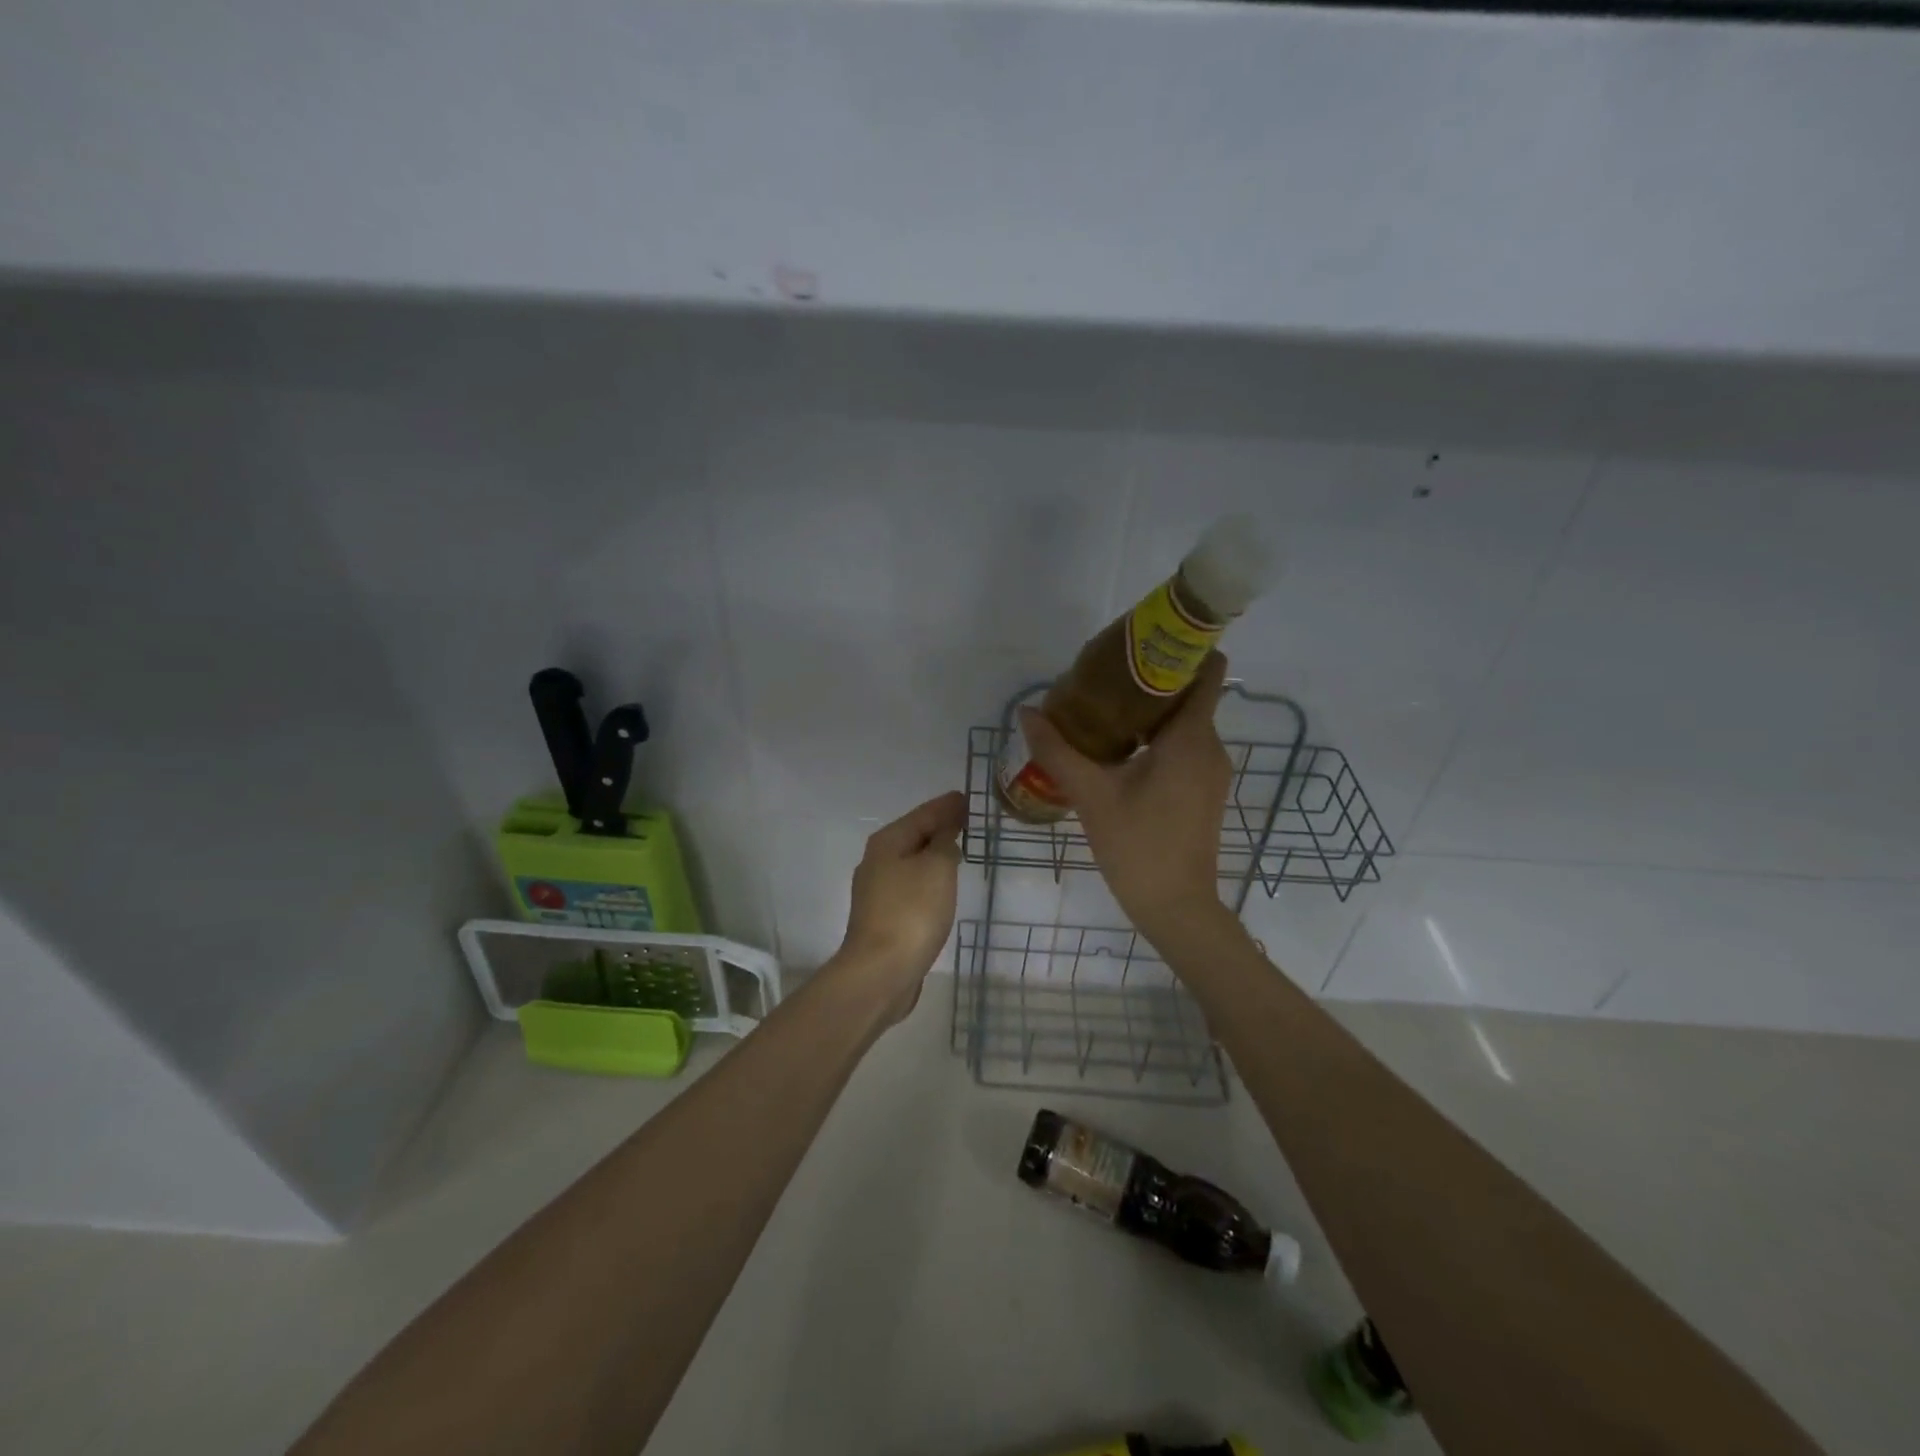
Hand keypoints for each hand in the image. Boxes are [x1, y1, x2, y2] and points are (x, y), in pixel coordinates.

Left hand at [829, 790, 966, 1023]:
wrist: (880, 972)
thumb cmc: (912, 912)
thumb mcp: (937, 868)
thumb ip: (945, 843)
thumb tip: (945, 832)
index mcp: (888, 842)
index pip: (923, 814)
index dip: (946, 806)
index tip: (966, 798)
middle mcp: (877, 862)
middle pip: (914, 836)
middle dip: (939, 827)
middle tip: (967, 821)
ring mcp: (877, 892)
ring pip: (912, 862)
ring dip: (934, 854)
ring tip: (958, 850)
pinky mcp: (883, 917)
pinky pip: (912, 886)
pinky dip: (928, 879)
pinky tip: (942, 886)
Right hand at [1017, 653, 1232, 939]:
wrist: (1177, 908)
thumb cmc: (1138, 847)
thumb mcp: (1091, 796)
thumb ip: (1058, 751)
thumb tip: (1027, 713)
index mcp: (1191, 738)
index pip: (1205, 671)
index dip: (1180, 649)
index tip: (1141, 643)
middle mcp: (1210, 747)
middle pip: (1189, 694)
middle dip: (1151, 679)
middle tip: (1102, 677)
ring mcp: (1211, 771)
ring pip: (1185, 722)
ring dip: (1150, 710)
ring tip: (1103, 708)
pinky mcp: (1204, 791)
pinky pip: (1183, 746)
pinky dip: (1156, 737)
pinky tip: (1118, 748)